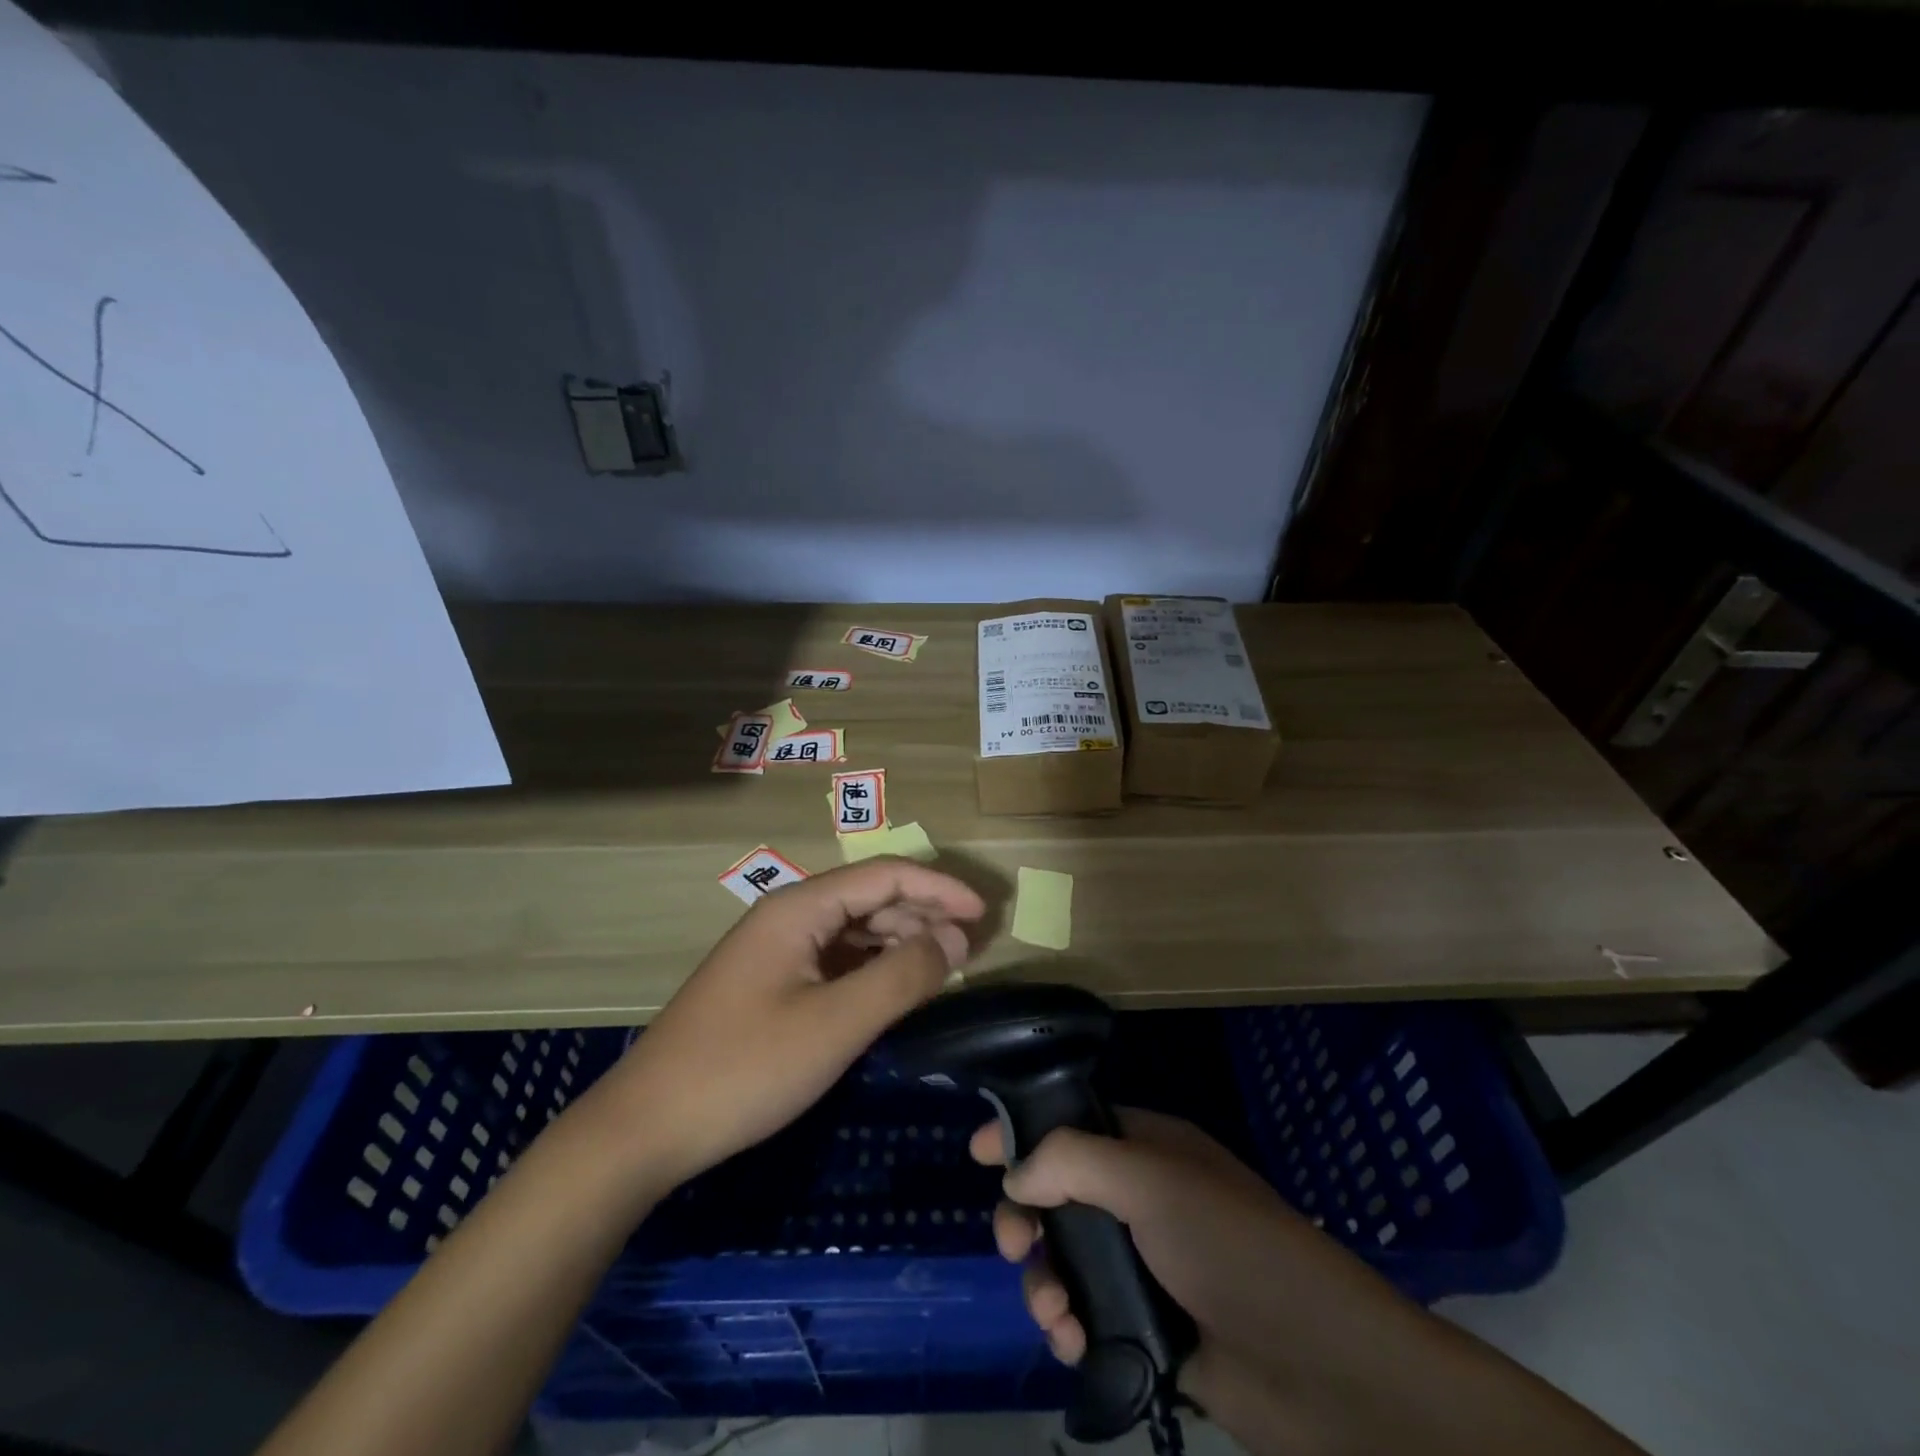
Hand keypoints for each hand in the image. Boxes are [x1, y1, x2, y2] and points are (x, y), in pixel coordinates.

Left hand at [588, 857, 985, 1187]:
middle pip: (870, 897)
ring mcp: (775, 951)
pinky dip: (872, 968)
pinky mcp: (769, 984)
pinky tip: (894, 990)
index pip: (884, 875)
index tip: (984, 915)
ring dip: (900, 941)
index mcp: (800, 908)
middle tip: (971, 949)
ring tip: (942, 968)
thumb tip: (955, 938)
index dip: (939, 888)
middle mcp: (787, 916)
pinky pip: (834, 960)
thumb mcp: (836, 1024)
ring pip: (853, 929)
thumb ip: (902, 975)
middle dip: (924, 914)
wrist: (645, 1128)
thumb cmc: (745, 1068)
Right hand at [971, 1110, 1445, 1452]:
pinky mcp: (1147, 1326)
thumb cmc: (1236, 1251)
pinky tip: (1073, 1343)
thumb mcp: (1154, 1183)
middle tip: (1012, 1246)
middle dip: (1026, 1218)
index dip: (1023, 1131)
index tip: (976, 1152)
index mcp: (1148, 1148)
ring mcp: (1144, 1263)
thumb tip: (1013, 1173)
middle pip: (1056, 1194)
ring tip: (1055, 1315)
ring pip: (1064, 1258)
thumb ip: (1074, 1161)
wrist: (1323, 1372)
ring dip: (1044, 1281)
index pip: (1071, 1122)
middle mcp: (1142, 1197)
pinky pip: (1085, 1313)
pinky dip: (1068, 1325)